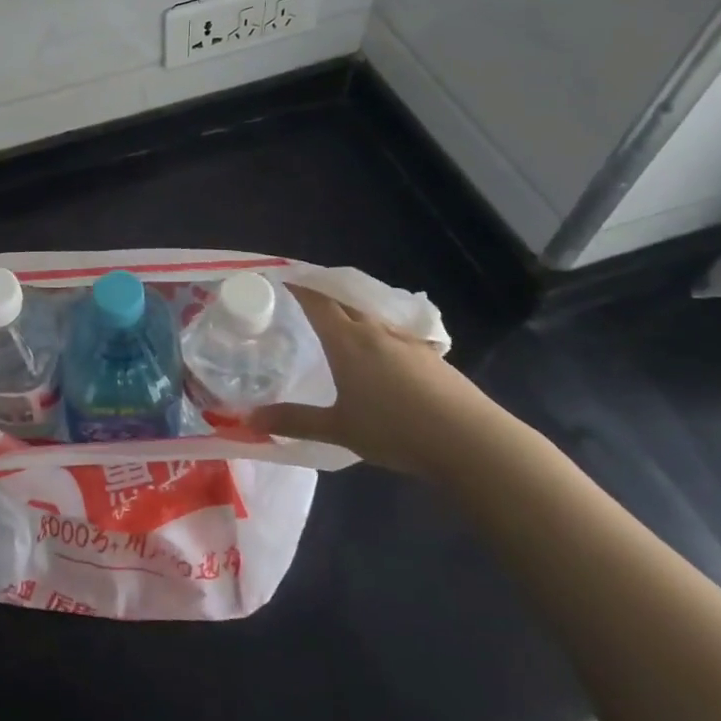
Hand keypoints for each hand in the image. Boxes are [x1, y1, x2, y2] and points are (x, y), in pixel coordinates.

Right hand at [247, 284, 497, 477]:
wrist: (470, 440)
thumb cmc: (395, 430)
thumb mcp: (338, 429)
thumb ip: (294, 421)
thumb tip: (249, 420)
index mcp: (348, 340)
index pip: (316, 300)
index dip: (297, 286)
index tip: (279, 279)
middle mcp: (376, 330)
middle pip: (344, 301)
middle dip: (321, 296)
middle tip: (301, 302)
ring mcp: (407, 340)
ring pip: (371, 317)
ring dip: (351, 314)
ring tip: (337, 328)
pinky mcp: (431, 356)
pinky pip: (394, 335)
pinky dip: (377, 336)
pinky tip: (379, 358)